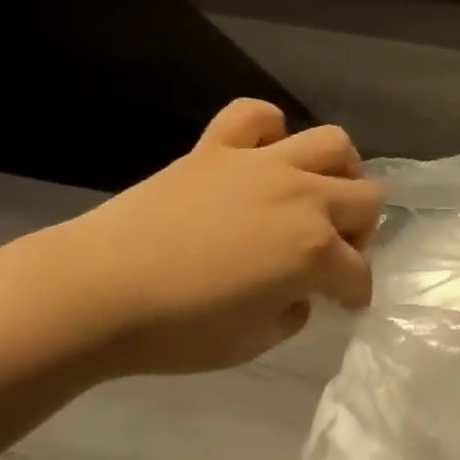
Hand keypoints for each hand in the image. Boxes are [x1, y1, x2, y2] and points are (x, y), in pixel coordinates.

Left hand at [35, 100, 382, 376]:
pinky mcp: (218, 147)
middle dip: (359, 231)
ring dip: (338, 170)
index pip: (357, 271)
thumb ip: (292, 313)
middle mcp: (302, 196)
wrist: (94, 294)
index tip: (345, 303)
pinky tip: (260, 155)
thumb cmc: (175, 330)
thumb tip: (299, 293)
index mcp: (314, 250)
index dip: (355, 292)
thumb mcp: (252, 343)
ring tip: (316, 192)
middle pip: (366, 199)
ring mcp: (263, 164)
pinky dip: (266, 130)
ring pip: (332, 143)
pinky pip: (255, 115)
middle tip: (331, 252)